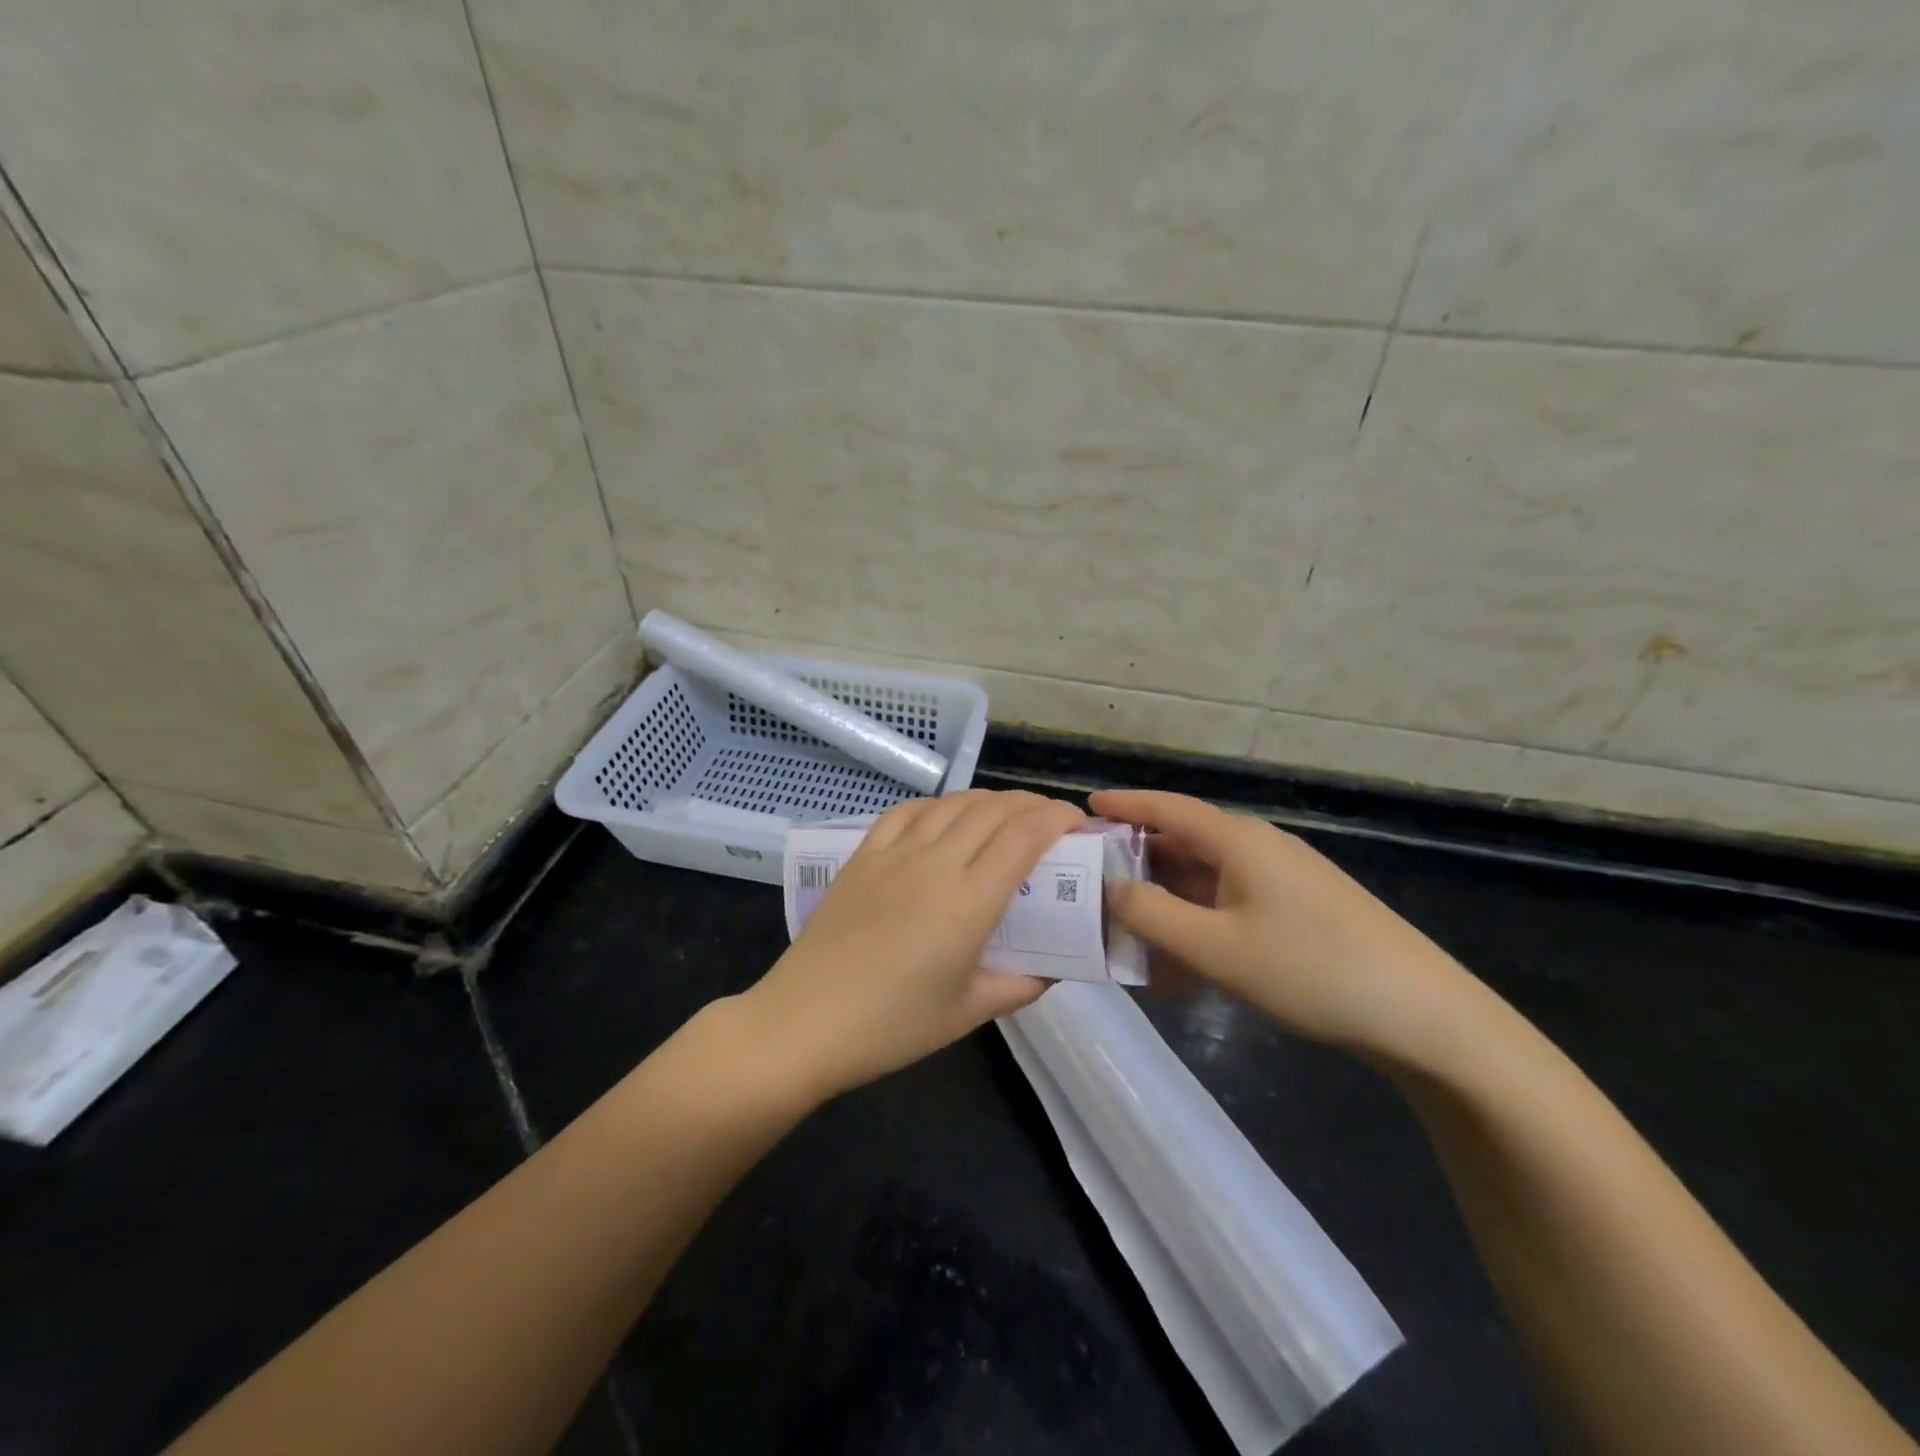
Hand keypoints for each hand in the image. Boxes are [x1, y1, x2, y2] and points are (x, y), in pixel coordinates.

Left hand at [739, 790, 1084, 1100]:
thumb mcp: (969, 1013)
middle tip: (1049, 820)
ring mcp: (895, 853)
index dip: (1057, 818)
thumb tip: (1054, 969)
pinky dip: (937, 805)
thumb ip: (1021, 985)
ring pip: (953, 804)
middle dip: (1031, 805)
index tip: (1076, 822)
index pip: (1025, 836)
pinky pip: (906, 812)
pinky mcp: (863, 855)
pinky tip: (944, 816)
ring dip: (988, 800)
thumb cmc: (893, 1026)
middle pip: (993, 810)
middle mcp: (936, 863)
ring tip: (1005, 814)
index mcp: (969, 901)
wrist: (805, 1021)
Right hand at [1091, 790, 1473, 1057]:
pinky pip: (1231, 903)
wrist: (1423, 1015)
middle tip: (1092, 880)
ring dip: (1167, 897)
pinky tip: (1181, 957)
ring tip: (1127, 923)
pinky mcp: (1299, 910)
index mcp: (1238, 841)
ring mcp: (1283, 879)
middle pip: (1184, 841)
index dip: (1124, 804)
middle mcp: (1259, 849)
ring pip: (1207, 877)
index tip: (1084, 806)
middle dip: (1137, 858)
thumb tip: (1111, 889)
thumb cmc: (1311, 970)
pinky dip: (1198, 920)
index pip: (1168, 808)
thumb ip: (1152, 915)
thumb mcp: (1217, 948)